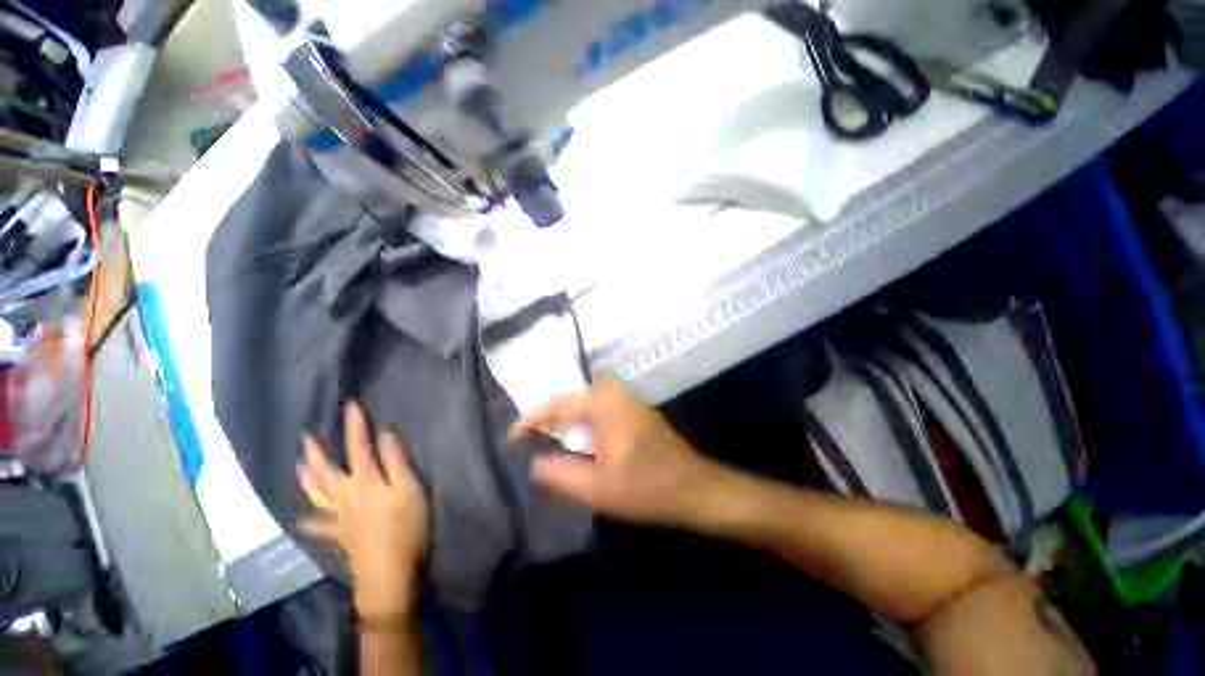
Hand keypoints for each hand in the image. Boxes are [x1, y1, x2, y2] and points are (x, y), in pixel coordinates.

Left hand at [297, 402, 428, 616]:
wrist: (388, 572)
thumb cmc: (406, 526)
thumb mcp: (410, 489)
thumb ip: (396, 461)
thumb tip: (386, 433)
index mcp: (365, 481)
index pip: (359, 447)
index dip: (355, 425)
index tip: (350, 405)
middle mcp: (345, 496)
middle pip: (325, 470)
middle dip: (315, 450)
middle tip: (304, 435)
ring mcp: (337, 517)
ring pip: (315, 494)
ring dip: (305, 477)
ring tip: (298, 464)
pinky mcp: (338, 536)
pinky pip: (317, 526)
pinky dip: (308, 520)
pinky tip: (301, 518)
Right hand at [511, 381, 720, 527]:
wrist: (696, 489)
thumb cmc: (648, 488)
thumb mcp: (598, 488)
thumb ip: (560, 474)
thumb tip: (535, 463)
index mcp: (605, 404)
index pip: (559, 402)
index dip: (532, 418)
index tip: (513, 437)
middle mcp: (617, 394)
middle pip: (572, 395)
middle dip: (548, 412)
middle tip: (529, 433)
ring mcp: (630, 401)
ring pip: (587, 399)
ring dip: (566, 413)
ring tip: (547, 432)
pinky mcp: (637, 412)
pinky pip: (600, 406)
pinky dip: (582, 417)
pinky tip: (579, 435)